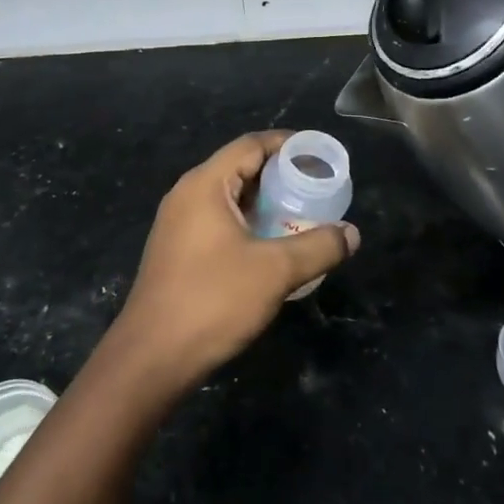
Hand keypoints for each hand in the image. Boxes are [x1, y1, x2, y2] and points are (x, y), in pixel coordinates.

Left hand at [111, 132, 358, 391]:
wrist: (151, 359)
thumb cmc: (213, 301)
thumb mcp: (275, 271)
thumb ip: (318, 247)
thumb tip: (352, 233)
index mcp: (205, 185)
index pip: (251, 145)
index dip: (287, 144)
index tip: (319, 154)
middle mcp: (187, 195)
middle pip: (240, 168)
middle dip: (280, 174)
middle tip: (317, 187)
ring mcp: (178, 224)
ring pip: (230, 198)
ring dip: (265, 202)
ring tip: (302, 214)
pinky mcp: (177, 251)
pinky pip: (219, 221)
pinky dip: (248, 222)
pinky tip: (271, 245)